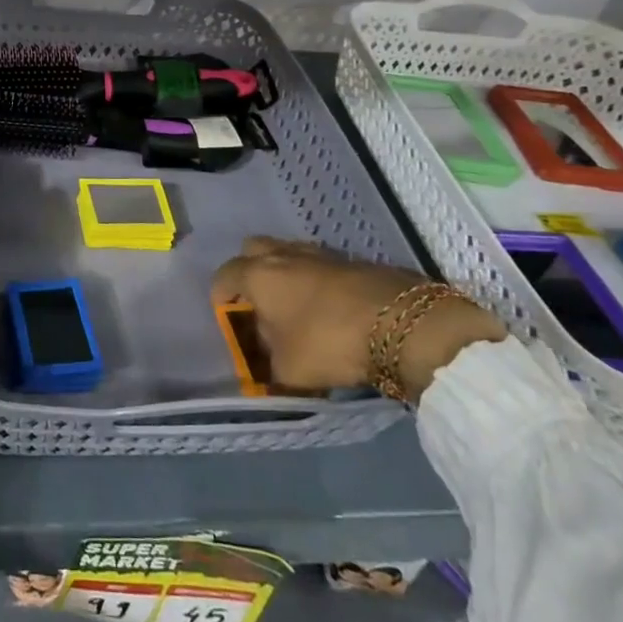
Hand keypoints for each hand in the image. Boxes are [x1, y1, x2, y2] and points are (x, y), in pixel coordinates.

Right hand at [213, 237, 504, 401]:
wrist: (401, 324)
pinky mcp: (351, 260)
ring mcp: (319, 253)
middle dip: (249, 270)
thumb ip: (269, 370)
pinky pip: (320, 264)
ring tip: (295, 305)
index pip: (224, 276)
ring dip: (285, 272)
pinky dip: (316, 279)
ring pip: (288, 252)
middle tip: (259, 301)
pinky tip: (329, 306)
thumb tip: (265, 370)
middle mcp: (283, 256)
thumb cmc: (329, 342)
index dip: (221, 298)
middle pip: (253, 250)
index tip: (228, 319)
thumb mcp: (290, 371)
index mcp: (258, 276)